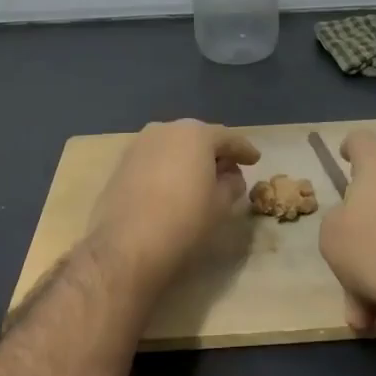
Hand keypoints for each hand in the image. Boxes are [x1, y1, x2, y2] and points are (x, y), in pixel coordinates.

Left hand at [85, 119, 260, 293]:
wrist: (127, 246)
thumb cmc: (184, 221)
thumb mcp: (221, 204)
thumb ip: (232, 183)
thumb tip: (229, 176)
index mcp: (196, 134)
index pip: (228, 138)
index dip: (244, 150)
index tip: (255, 159)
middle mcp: (165, 129)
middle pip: (198, 138)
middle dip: (214, 152)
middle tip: (229, 169)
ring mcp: (139, 145)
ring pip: (173, 146)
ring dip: (188, 159)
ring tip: (200, 179)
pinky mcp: (121, 164)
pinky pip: (154, 160)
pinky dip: (167, 168)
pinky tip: (172, 186)